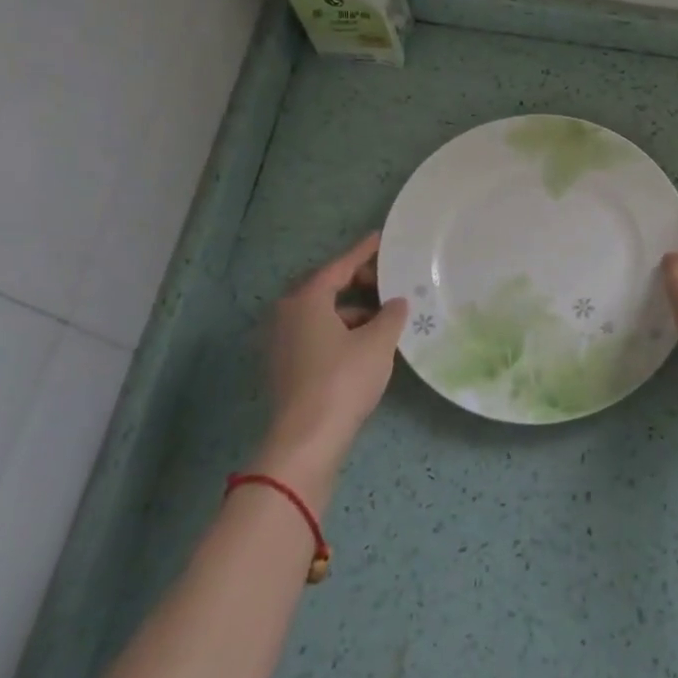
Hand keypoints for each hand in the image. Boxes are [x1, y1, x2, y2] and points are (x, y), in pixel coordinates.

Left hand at [259, 232, 407, 472]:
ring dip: (352, 310)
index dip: (364, 252)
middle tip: (388, 281)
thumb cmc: (343, 379)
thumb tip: (396, 303)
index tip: (382, 238)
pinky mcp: (285, 366)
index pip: (339, 266)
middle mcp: (287, 314)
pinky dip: (340, 330)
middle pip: (326, 287)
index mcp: (307, 299)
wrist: (307, 439)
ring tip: (384, 317)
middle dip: (358, 282)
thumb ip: (391, 315)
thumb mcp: (378, 342)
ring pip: (322, 313)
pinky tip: (365, 344)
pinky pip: (316, 334)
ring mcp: (282, 342)